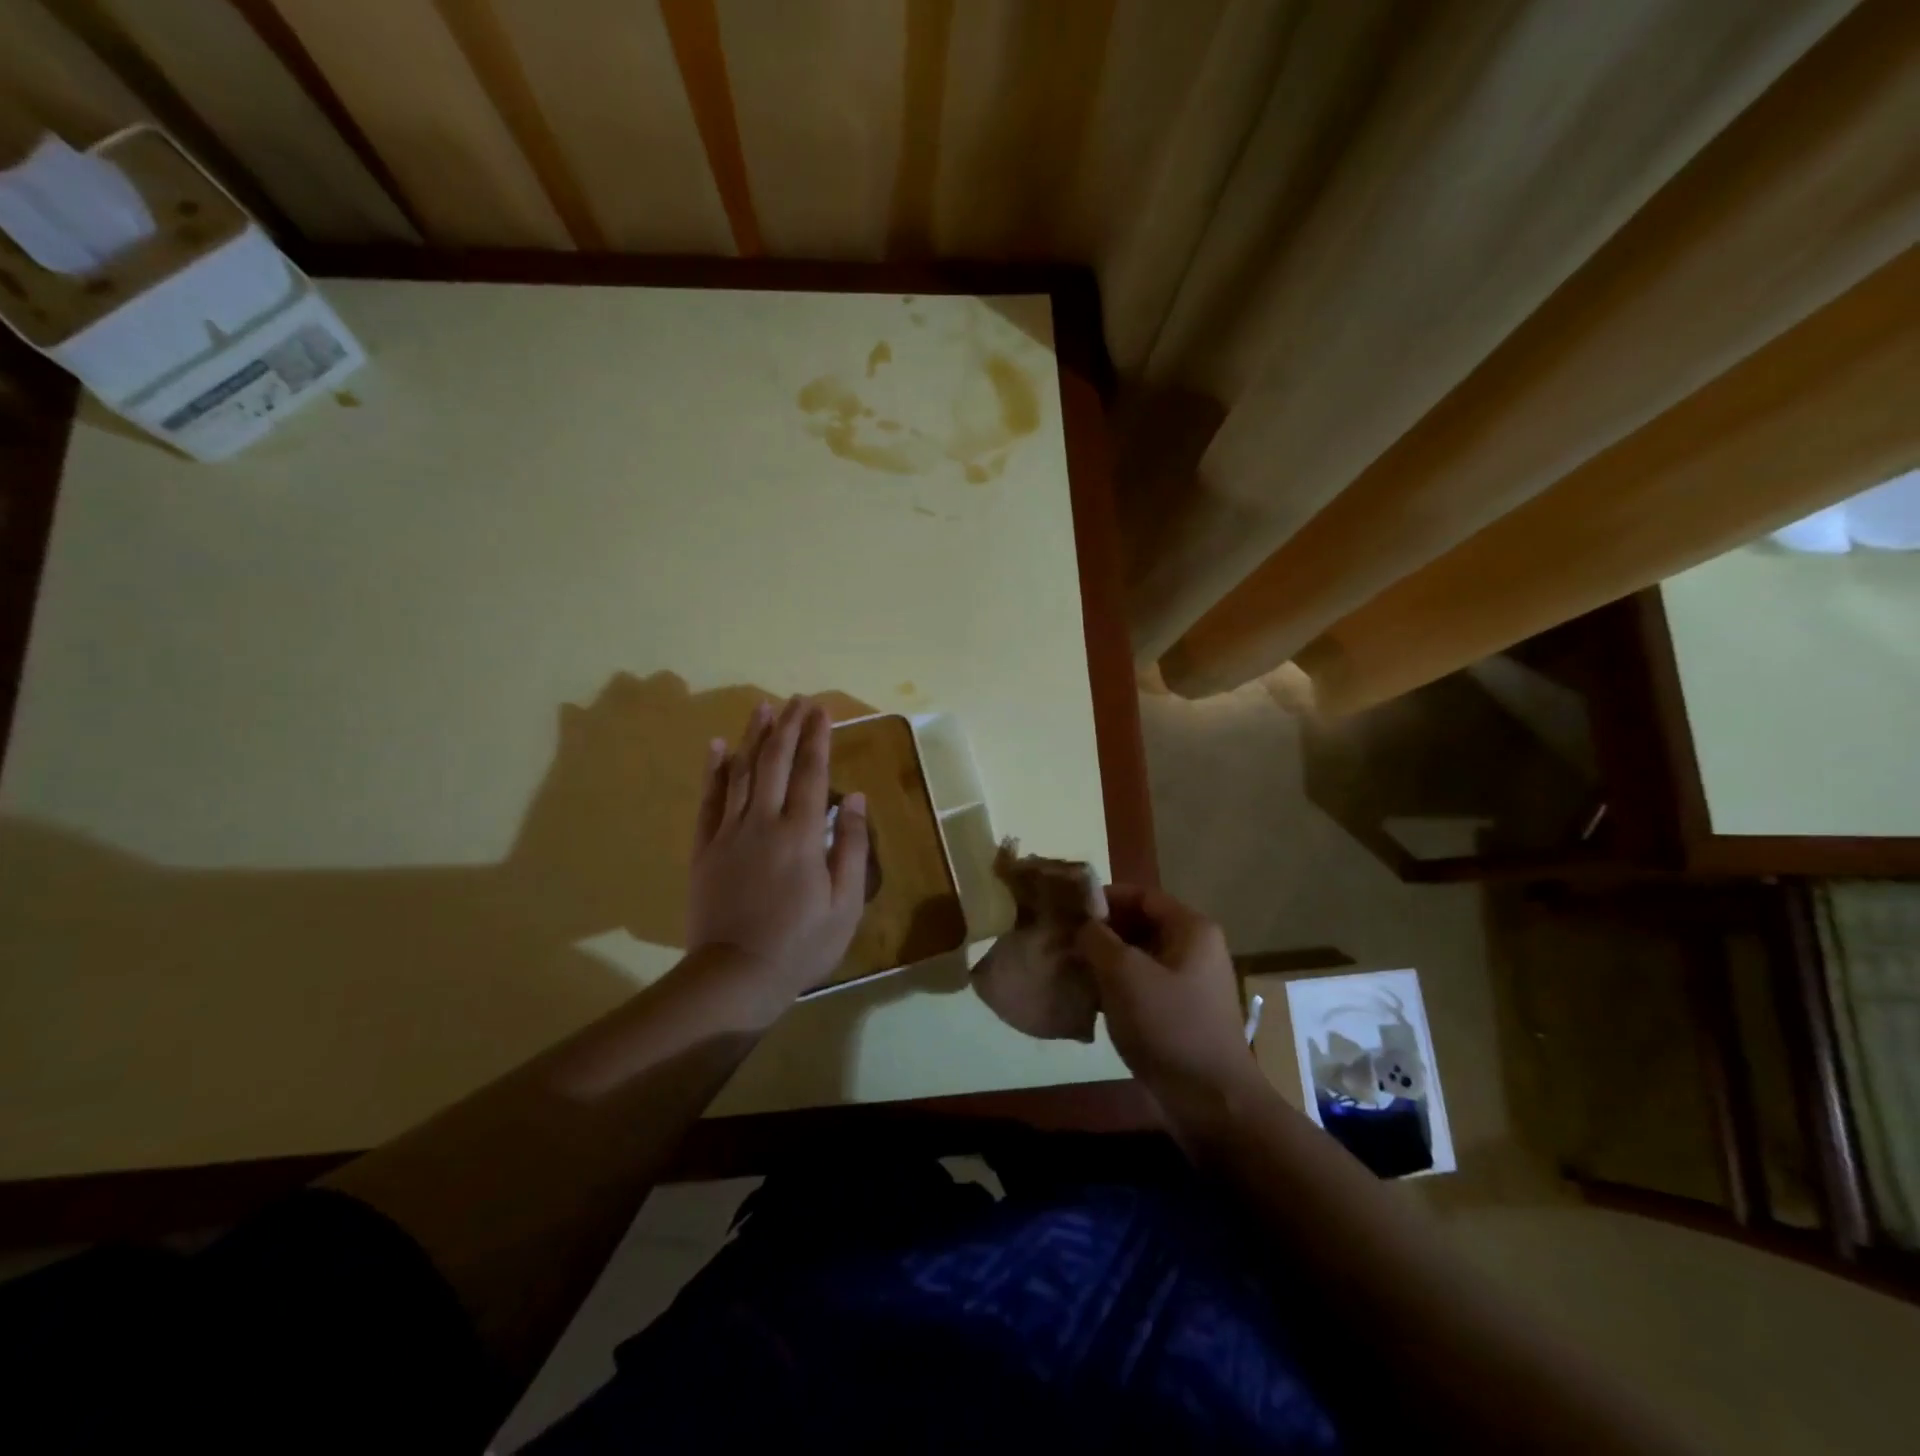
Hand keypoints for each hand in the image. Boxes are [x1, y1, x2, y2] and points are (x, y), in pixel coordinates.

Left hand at [686, 696, 869, 997]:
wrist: (736, 976)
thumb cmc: (802, 943)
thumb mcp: (845, 903)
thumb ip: (849, 845)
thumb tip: (852, 796)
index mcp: (801, 833)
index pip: (811, 772)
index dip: (817, 738)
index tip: (821, 711)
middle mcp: (763, 821)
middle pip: (775, 762)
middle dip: (787, 727)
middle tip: (796, 700)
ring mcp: (729, 832)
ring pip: (741, 772)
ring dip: (753, 737)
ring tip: (763, 707)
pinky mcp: (705, 848)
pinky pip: (709, 800)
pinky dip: (714, 770)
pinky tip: (718, 747)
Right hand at [1077, 887, 1262, 1123]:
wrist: (1211, 1102)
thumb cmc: (1169, 1025)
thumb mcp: (1124, 974)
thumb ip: (1097, 939)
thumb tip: (1082, 925)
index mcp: (1191, 929)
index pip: (1141, 895)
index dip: (1103, 897)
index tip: (1067, 909)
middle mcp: (1195, 949)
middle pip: (1140, 925)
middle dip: (1101, 931)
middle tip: (1062, 939)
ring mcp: (1190, 984)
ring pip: (1139, 958)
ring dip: (1105, 961)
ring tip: (1069, 967)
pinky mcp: (1181, 1014)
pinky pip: (1143, 986)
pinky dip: (1117, 987)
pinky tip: (1088, 998)